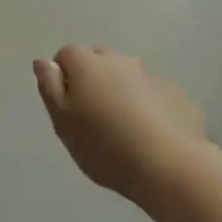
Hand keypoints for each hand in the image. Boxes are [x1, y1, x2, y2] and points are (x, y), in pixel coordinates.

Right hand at [33, 47, 204, 200]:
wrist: (167, 166)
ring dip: (122, 93)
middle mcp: (120, 60)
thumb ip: (50, 87)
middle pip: (99, 62)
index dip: (62, 79)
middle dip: (93, 80)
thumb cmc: (103, 144)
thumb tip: (44, 62)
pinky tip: (150, 136)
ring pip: (128, 78)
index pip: (66, 55)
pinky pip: (153, 95)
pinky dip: (148, 107)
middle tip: (93, 117)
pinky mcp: (177, 95)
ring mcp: (152, 75)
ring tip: (124, 130)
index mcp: (87, 64)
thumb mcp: (62, 121)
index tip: (67, 107)